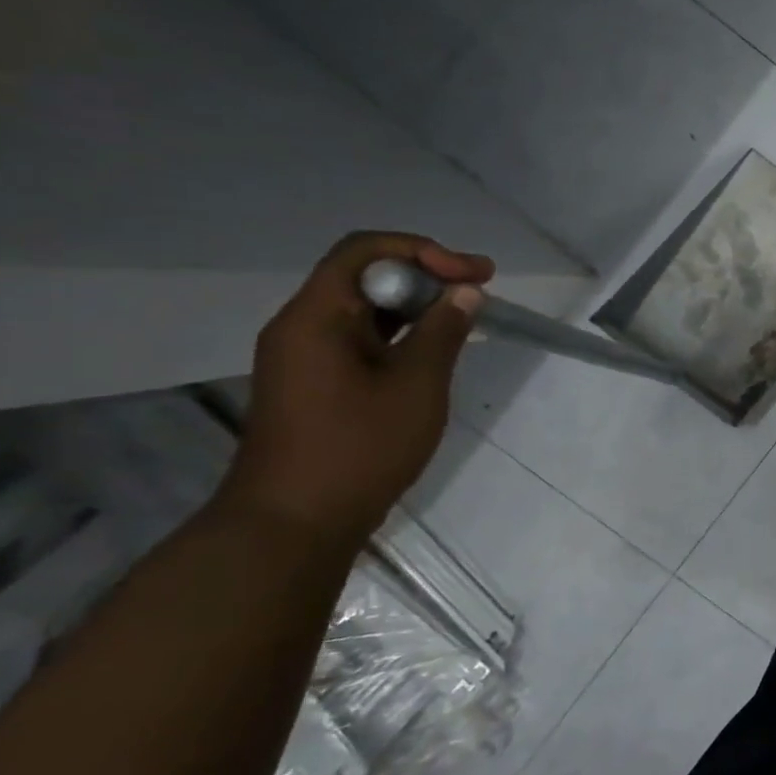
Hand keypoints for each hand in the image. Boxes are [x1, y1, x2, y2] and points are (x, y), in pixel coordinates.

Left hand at [216, 232, 493, 547]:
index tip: (474, 275)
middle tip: (480, 290)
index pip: (364, 252)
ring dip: (416, 306)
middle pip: (364, 276)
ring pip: (365, 310)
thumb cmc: (359, 448)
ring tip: (467, 318)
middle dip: (426, 276)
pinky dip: (401, 334)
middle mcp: (303, 327)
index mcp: (316, 317)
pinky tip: (435, 351)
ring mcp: (307, 357)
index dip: (423, 251)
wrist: (295, 522)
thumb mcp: (416, 386)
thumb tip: (465, 292)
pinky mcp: (317, 383)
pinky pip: (361, 339)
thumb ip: (443, 332)